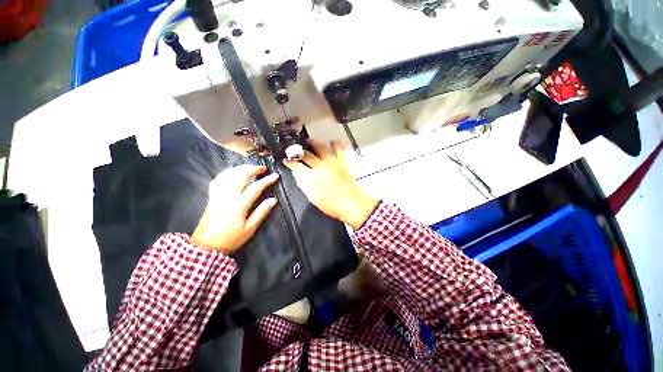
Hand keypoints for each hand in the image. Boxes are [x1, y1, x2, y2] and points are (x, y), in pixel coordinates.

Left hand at [191, 165, 278, 253]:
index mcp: (239, 205)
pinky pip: (218, 179)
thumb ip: (261, 212)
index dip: (267, 180)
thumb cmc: (231, 239)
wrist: (206, 246)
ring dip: (240, 168)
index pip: (255, 188)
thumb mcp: (250, 229)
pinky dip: (227, 173)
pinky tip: (232, 172)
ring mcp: (217, 195)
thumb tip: (273, 199)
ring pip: (229, 175)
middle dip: (253, 169)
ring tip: (250, 167)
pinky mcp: (212, 196)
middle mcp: (227, 196)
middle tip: (263, 167)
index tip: (275, 175)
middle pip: (240, 176)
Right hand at [284, 139, 377, 229]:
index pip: (296, 166)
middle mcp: (320, 166)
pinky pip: (339, 148)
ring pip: (320, 146)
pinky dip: (335, 143)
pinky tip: (333, 142)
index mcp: (311, 177)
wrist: (351, 204)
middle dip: (298, 151)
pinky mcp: (342, 162)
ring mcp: (331, 162)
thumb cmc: (331, 205)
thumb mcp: (313, 197)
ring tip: (311, 141)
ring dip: (314, 142)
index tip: (287, 161)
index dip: (289, 162)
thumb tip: (299, 175)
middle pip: (306, 154)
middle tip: (296, 150)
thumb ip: (304, 184)